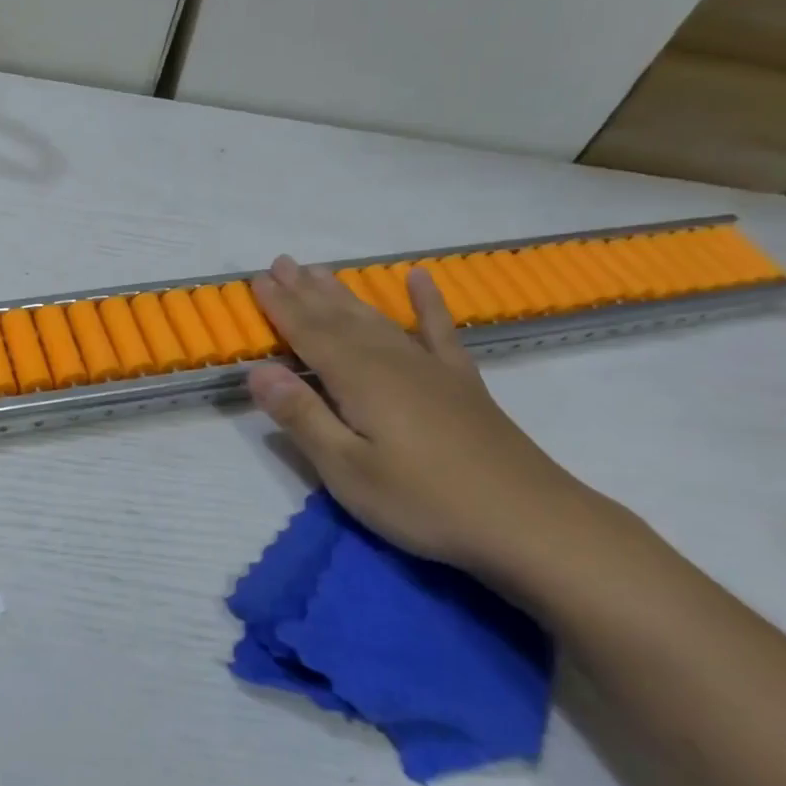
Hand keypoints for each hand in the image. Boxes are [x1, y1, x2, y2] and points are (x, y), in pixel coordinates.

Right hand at [247, 256, 629, 582]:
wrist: (528, 522)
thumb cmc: (423, 501)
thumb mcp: (347, 470)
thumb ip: (302, 416)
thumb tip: (258, 371)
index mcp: (359, 380)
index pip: (309, 333)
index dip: (281, 307)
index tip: (257, 280)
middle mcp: (392, 361)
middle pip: (340, 318)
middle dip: (306, 291)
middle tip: (281, 262)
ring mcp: (431, 368)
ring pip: (377, 319)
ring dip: (345, 295)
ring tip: (321, 272)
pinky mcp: (461, 383)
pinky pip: (439, 331)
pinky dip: (427, 303)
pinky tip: (420, 279)